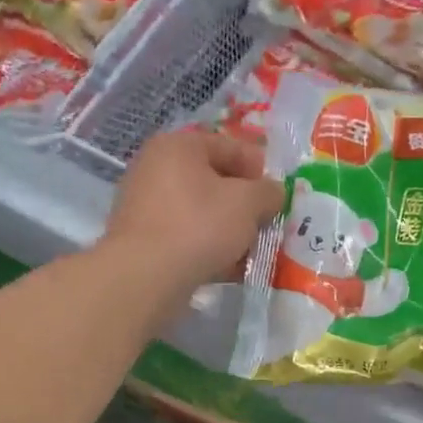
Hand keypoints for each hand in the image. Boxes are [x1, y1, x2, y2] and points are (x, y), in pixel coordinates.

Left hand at [104, 129, 283, 301]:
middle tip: (267, 223)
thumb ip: (268, 192)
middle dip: (245, 204)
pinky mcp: (143, 239)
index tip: (279, 194)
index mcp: (178, 146)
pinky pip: (186, 236)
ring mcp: (145, 204)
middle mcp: (156, 168)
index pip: (230, 147)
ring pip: (202, 212)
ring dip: (230, 229)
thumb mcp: (248, 203)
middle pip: (215, 181)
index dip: (261, 169)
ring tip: (251, 250)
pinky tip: (229, 268)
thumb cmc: (199, 226)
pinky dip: (209, 247)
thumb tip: (274, 193)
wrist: (145, 277)